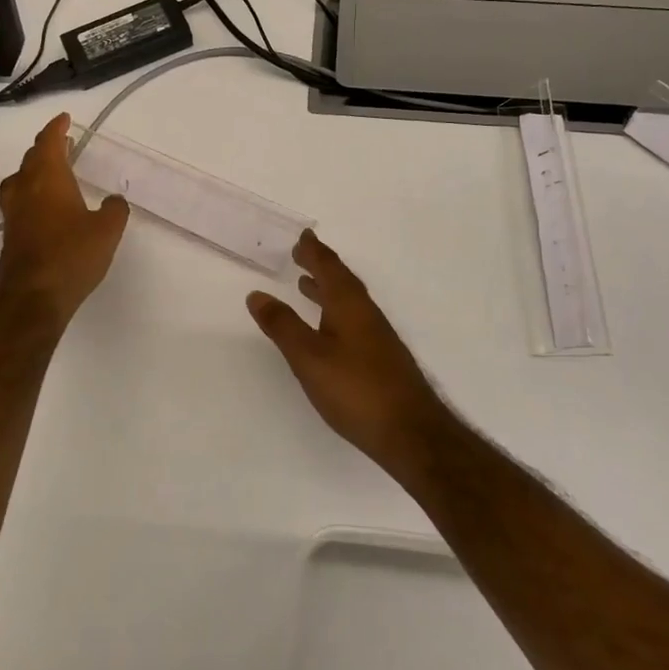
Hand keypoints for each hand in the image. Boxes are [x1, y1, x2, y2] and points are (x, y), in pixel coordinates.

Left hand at [0, 113, 129, 324]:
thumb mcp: (107, 230)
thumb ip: (114, 209)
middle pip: (31, 158)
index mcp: (48, 178)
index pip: (49, 142)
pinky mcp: (10, 234)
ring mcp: (14, 212)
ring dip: (35, 170)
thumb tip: (114, 200)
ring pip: (21, 179)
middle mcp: (25, 188)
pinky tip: (45, 206)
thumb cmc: (72, 255)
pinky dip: (32, 193)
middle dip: (46, 147)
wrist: (33, 296)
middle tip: (62, 143)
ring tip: (51, 172)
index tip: (64, 118)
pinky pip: (20, 201)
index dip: (56, 128)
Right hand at [247, 231, 448, 474]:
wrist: (411, 432)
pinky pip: (353, 319)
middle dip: (320, 265)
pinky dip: (335, 311)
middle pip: (342, 280)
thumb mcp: (309, 357)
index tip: (303, 236)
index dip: (314, 251)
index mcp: (349, 305)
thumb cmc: (356, 390)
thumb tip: (257, 294)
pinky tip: (328, 330)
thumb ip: (283, 325)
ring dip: (327, 288)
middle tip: (301, 254)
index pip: (329, 267)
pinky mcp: (381, 358)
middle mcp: (366, 313)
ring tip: (306, 285)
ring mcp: (377, 337)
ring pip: (348, 301)